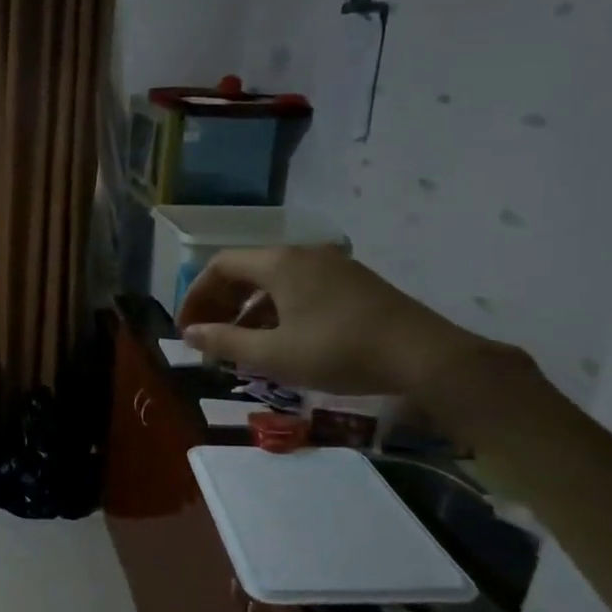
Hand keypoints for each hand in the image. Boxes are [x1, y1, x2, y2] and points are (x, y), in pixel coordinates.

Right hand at [176, 246, 490, 398]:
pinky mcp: (353, 284)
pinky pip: (299, 289)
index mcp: (279, 263)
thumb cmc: (339, 351)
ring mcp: (333, 266)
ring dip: (248, 311)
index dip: (196, 297)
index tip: (186, 330)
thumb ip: (225, 342)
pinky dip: (277, 311)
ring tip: (238, 347)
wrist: (424, 356)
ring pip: (274, 282)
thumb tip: (189, 334)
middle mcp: (303, 254)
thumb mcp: (273, 354)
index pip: (220, 266)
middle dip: (220, 305)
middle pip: (246, 271)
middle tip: (208, 339)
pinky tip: (279, 342)